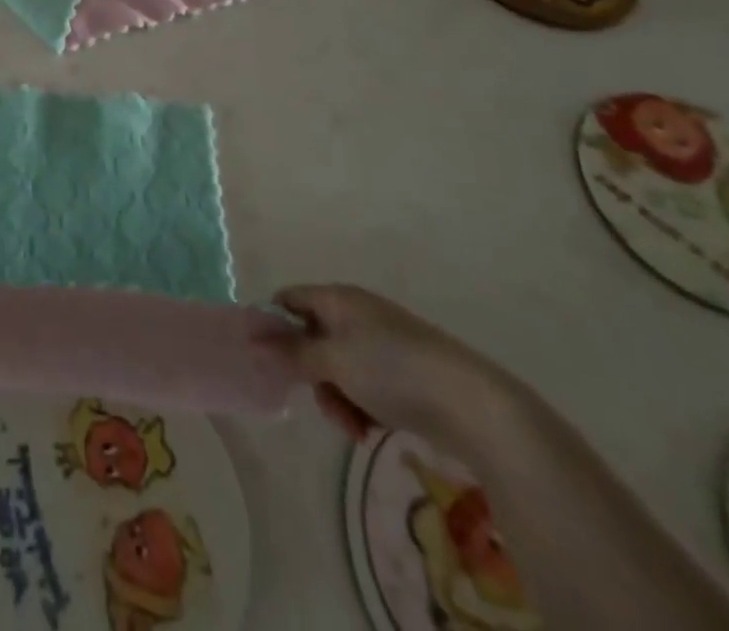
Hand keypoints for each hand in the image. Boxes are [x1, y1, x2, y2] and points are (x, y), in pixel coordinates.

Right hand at [267, 284, 518, 457]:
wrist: (473, 405)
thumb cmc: (392, 371)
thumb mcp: (333, 361)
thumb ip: (292, 353)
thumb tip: (254, 343)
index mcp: (338, 298)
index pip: (289, 299)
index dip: (272, 324)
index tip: (264, 358)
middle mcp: (357, 314)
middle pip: (313, 338)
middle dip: (310, 374)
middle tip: (320, 401)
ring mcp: (383, 344)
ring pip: (339, 368)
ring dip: (337, 397)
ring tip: (353, 425)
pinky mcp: (405, 375)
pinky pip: (366, 385)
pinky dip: (362, 406)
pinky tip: (371, 430)